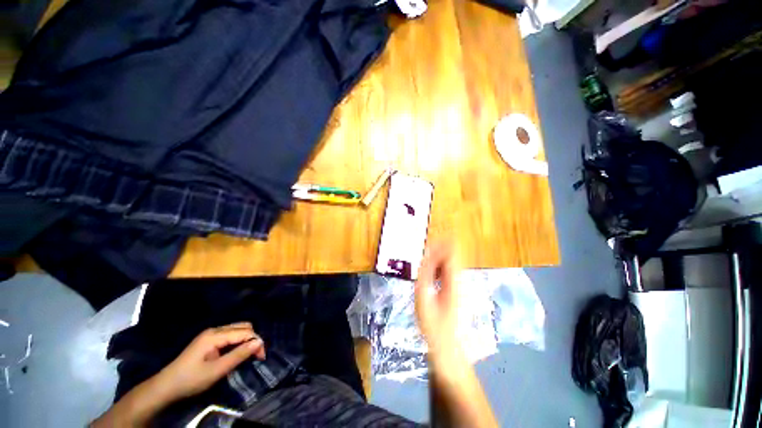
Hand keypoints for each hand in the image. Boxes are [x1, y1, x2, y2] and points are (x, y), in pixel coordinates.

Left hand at [154, 322, 265, 400]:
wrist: (165, 386)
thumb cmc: (191, 379)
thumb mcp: (216, 371)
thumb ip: (238, 355)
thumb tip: (259, 342)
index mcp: (215, 335)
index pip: (245, 331)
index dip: (256, 342)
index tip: (261, 357)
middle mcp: (215, 329)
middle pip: (243, 326)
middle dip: (253, 338)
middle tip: (256, 355)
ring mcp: (211, 334)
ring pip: (237, 329)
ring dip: (246, 340)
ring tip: (248, 355)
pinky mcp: (209, 340)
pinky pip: (230, 335)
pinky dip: (238, 342)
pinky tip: (236, 353)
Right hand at [414, 243, 464, 365]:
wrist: (448, 347)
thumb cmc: (434, 327)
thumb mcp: (424, 302)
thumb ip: (424, 278)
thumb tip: (425, 260)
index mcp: (453, 282)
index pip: (452, 254)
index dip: (441, 245)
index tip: (427, 243)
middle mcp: (459, 280)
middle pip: (453, 255)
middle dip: (438, 249)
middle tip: (423, 252)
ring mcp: (458, 284)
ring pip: (450, 261)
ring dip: (437, 258)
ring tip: (424, 263)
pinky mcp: (455, 289)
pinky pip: (448, 270)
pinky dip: (438, 266)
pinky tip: (429, 274)